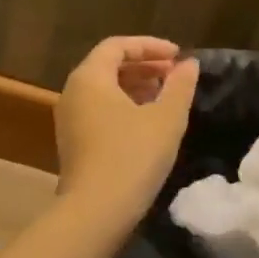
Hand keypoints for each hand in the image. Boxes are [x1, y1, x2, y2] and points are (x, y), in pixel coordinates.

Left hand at [55, 37, 199, 228]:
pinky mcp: (74, 142)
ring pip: (104, 90)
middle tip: (174, 74)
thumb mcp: (166, 118)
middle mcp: (73, 92)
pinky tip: (148, 121)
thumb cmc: (132, 156)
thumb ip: (179, 86)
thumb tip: (189, 64)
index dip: (150, 46)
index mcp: (89, 77)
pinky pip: (99, 110)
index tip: (178, 56)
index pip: (117, 46)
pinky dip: (124, 106)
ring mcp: (69, 119)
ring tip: (166, 96)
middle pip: (108, 66)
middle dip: (144, 65)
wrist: (95, 212)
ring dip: (135, 86)